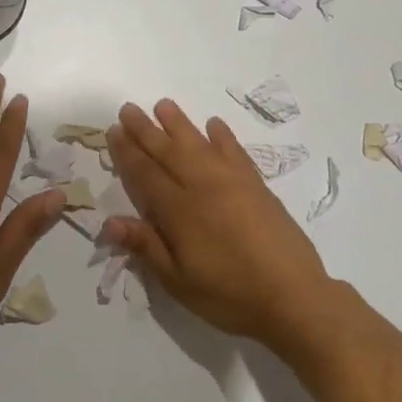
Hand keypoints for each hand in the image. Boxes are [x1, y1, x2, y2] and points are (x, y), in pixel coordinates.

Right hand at [102, 99, 342, 347]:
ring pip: (199, 144)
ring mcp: (232, 182)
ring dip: (179, 123)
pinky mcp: (256, 185)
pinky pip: (235, 152)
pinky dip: (223, 136)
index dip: (127, 153)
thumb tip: (109, 222)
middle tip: (128, 109)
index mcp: (179, 211)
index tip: (113, 131)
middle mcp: (202, 187)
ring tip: (163, 105)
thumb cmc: (229, 294)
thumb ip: (146, 246)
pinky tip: (214, 124)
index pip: (145, 174)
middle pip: (167, 151)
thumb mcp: (178, 281)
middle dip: (145, 130)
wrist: (292, 296)